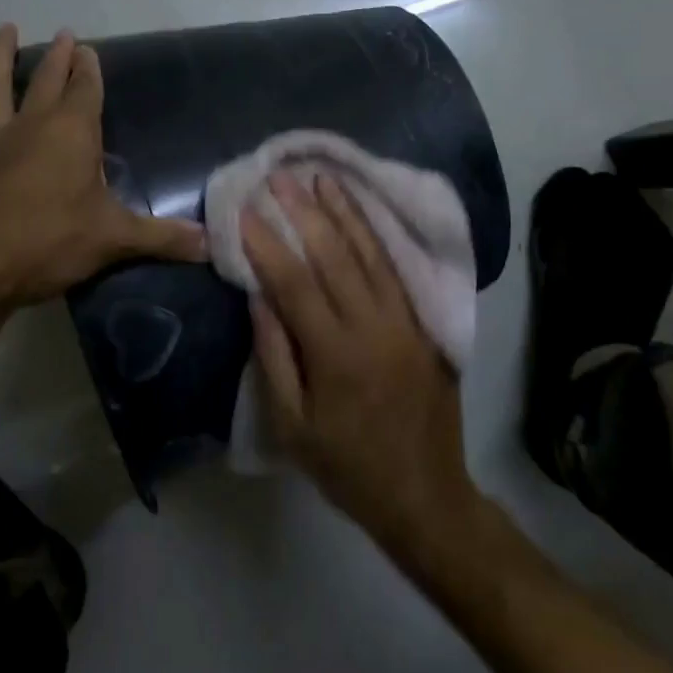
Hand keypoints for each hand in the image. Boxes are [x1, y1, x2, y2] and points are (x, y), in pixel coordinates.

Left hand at [0, 25, 206, 310]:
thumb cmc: (50, 239)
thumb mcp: (113, 238)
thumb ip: (162, 237)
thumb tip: (211, 243)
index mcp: (72, 131)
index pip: (85, 89)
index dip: (89, 70)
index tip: (88, 50)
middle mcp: (35, 125)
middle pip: (48, 79)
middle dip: (58, 56)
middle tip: (64, 35)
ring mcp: (1, 141)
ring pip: (2, 86)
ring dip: (4, 57)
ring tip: (5, 30)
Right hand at [243, 172, 480, 562]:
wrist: (427, 496)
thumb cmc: (347, 467)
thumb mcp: (293, 426)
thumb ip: (274, 356)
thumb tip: (258, 297)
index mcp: (336, 355)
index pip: (294, 283)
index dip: (267, 244)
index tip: (245, 211)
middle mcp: (374, 327)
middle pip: (335, 256)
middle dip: (304, 212)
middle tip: (280, 177)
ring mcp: (406, 322)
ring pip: (371, 254)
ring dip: (345, 212)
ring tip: (322, 178)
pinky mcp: (426, 324)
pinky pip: (398, 270)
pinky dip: (378, 236)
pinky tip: (364, 213)